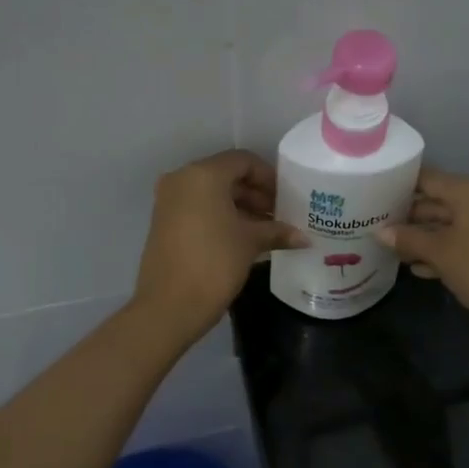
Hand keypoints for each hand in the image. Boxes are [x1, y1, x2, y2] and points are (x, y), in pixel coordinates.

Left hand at [134, 150, 304, 342]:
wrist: (169, 306)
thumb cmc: (214, 264)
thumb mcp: (250, 243)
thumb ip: (277, 232)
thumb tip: (304, 238)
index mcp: (203, 175)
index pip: (243, 161)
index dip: (269, 177)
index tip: (287, 198)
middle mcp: (182, 180)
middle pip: (227, 176)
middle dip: (256, 194)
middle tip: (280, 216)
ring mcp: (169, 201)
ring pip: (212, 194)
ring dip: (240, 207)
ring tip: (267, 230)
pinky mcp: (164, 222)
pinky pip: (199, 209)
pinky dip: (221, 217)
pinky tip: (244, 239)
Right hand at [376, 169, 468, 332]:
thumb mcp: (439, 253)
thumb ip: (408, 239)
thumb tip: (379, 232)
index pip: (426, 179)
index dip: (399, 186)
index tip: (373, 196)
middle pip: (437, 201)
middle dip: (408, 217)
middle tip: (376, 227)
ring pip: (448, 223)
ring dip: (423, 237)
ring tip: (392, 250)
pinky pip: (462, 238)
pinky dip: (443, 249)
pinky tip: (419, 268)